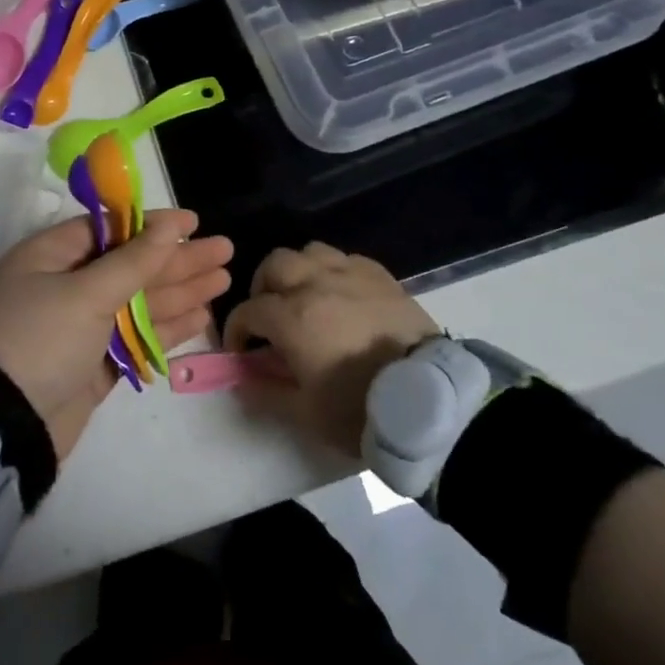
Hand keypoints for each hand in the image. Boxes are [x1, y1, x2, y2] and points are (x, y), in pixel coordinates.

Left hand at [0, 210, 233, 459]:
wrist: (1, 427)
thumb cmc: (39, 340)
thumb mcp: (85, 293)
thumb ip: (133, 261)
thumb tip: (168, 224)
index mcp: (50, 257)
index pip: (110, 230)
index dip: (153, 225)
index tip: (193, 223)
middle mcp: (65, 287)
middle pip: (130, 265)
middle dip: (177, 260)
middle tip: (225, 250)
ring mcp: (80, 328)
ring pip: (138, 302)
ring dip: (180, 291)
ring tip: (224, 280)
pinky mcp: (93, 365)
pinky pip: (136, 337)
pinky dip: (167, 327)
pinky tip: (201, 316)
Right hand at [222, 243, 439, 455]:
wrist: (427, 399)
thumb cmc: (360, 409)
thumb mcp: (305, 412)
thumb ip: (266, 391)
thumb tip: (242, 377)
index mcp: (292, 317)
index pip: (248, 311)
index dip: (237, 330)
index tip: (241, 350)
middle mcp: (316, 283)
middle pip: (274, 265)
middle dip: (262, 288)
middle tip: (269, 316)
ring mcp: (350, 274)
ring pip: (309, 251)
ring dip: (298, 271)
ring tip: (303, 296)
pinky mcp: (380, 275)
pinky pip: (345, 258)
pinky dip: (332, 271)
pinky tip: (339, 293)